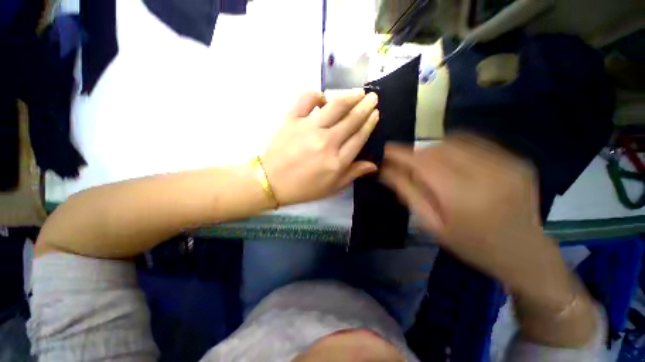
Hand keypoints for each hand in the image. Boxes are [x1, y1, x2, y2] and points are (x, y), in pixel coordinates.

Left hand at [262, 90, 378, 205]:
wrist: (270, 181)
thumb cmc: (303, 188)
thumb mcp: (331, 188)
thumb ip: (353, 174)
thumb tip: (373, 164)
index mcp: (336, 161)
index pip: (359, 137)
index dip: (369, 123)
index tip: (375, 113)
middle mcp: (326, 142)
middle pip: (351, 120)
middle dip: (365, 106)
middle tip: (373, 97)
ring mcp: (308, 128)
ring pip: (335, 106)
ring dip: (350, 96)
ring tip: (358, 92)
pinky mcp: (291, 119)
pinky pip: (306, 99)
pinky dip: (316, 94)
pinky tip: (322, 98)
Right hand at [381, 134, 568, 297]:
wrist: (524, 253)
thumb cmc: (471, 245)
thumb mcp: (432, 224)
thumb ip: (408, 193)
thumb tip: (386, 171)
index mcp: (463, 196)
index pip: (423, 163)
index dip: (401, 153)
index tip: (386, 150)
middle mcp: (487, 174)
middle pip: (438, 148)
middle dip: (417, 152)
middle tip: (407, 163)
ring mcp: (507, 164)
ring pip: (457, 141)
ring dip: (435, 149)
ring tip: (429, 164)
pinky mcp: (517, 160)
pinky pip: (476, 143)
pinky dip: (456, 147)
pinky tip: (453, 162)